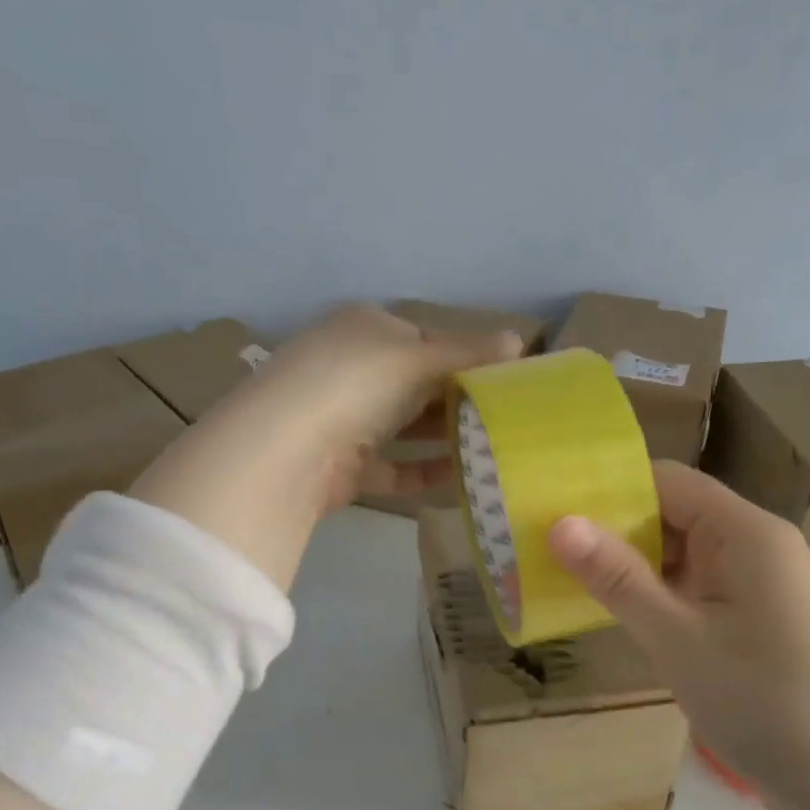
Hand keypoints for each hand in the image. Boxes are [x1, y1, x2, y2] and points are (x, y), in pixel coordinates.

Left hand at [235, 306, 525, 508]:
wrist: (289, 447)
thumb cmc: (357, 381)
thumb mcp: (417, 358)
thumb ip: (468, 352)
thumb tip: (520, 340)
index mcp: (365, 329)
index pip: (423, 339)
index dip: (463, 356)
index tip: (503, 379)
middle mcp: (352, 369)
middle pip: (415, 385)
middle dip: (457, 401)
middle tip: (505, 418)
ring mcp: (345, 419)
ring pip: (405, 428)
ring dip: (444, 439)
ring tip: (493, 449)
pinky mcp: (345, 465)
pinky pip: (393, 468)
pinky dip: (423, 472)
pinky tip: (460, 480)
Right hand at [547, 462, 809, 809]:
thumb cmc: (765, 702)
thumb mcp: (678, 639)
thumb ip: (617, 577)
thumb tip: (559, 522)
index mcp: (745, 532)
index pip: (667, 481)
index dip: (608, 490)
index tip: (551, 510)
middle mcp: (756, 546)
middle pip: (673, 515)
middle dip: (612, 531)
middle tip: (544, 550)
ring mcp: (759, 587)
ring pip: (682, 557)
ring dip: (631, 568)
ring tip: (566, 581)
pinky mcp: (758, 623)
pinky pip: (697, 591)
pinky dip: (657, 598)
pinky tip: (619, 616)